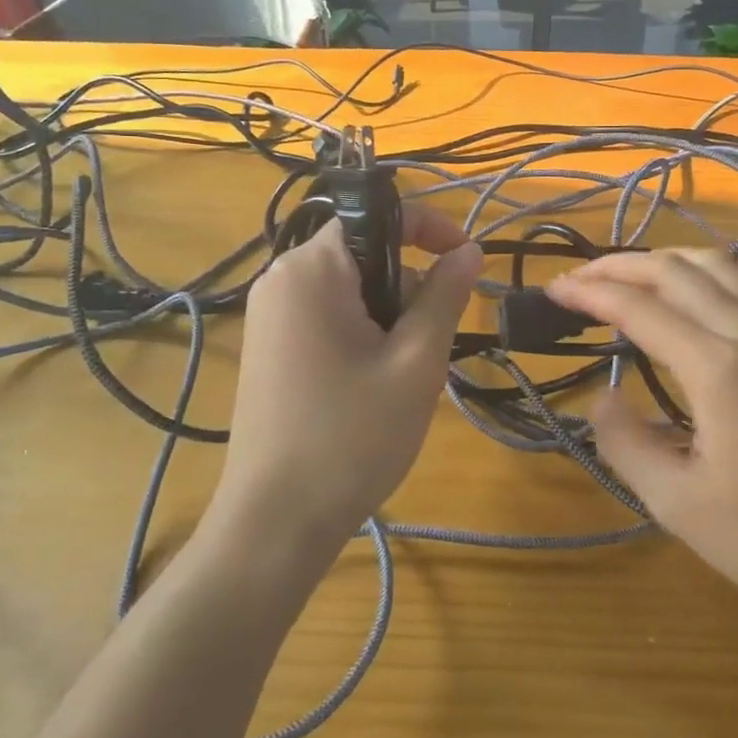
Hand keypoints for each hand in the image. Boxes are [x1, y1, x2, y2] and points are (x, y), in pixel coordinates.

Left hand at [212, 202, 482, 555]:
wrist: (274, 523)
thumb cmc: (352, 436)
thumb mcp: (416, 362)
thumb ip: (444, 295)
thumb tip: (468, 251)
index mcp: (312, 269)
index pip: (378, 214)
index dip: (430, 226)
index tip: (466, 260)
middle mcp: (282, 278)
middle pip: (364, 250)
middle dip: (408, 281)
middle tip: (431, 337)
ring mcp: (270, 313)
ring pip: (349, 285)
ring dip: (388, 310)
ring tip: (403, 370)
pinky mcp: (269, 345)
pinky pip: (327, 312)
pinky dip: (362, 328)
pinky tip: (373, 380)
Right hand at [546, 249, 737, 631]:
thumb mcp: (678, 505)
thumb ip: (625, 442)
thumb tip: (601, 393)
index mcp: (719, 368)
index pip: (639, 308)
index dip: (590, 293)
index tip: (554, 291)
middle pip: (675, 271)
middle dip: (619, 266)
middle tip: (580, 279)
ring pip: (720, 264)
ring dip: (667, 260)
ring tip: (632, 276)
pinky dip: (721, 270)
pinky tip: (709, 287)